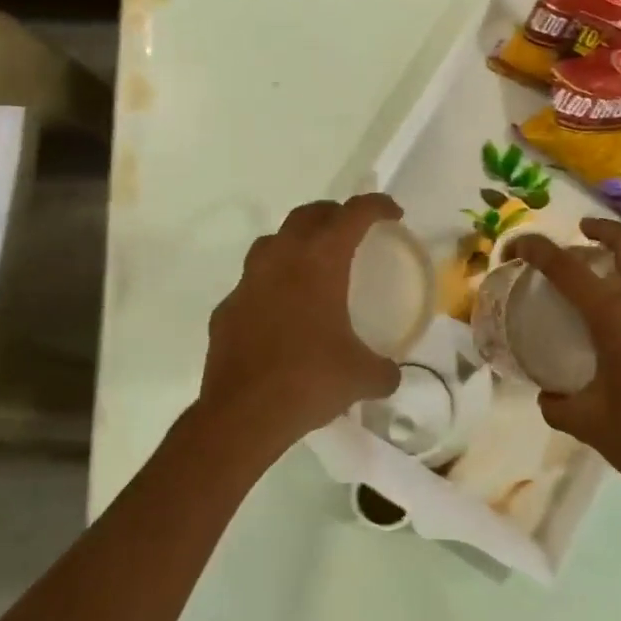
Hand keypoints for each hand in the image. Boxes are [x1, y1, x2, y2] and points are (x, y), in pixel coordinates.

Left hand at [196, 194, 403, 459]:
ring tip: (312, 262)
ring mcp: (248, 281)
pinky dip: (271, 284)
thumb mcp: (362, 377)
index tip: (393, 214)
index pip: (353, 214)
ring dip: (296, 241)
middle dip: (334, 214)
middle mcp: (281, 258)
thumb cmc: (309, 381)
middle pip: (308, 215)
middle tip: (352, 230)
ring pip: (273, 241)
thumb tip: (390, 374)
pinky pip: (252, 282)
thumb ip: (383, 370)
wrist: (242, 414)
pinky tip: (280, 310)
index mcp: (320, 261)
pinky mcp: (227, 308)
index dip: (377, 206)